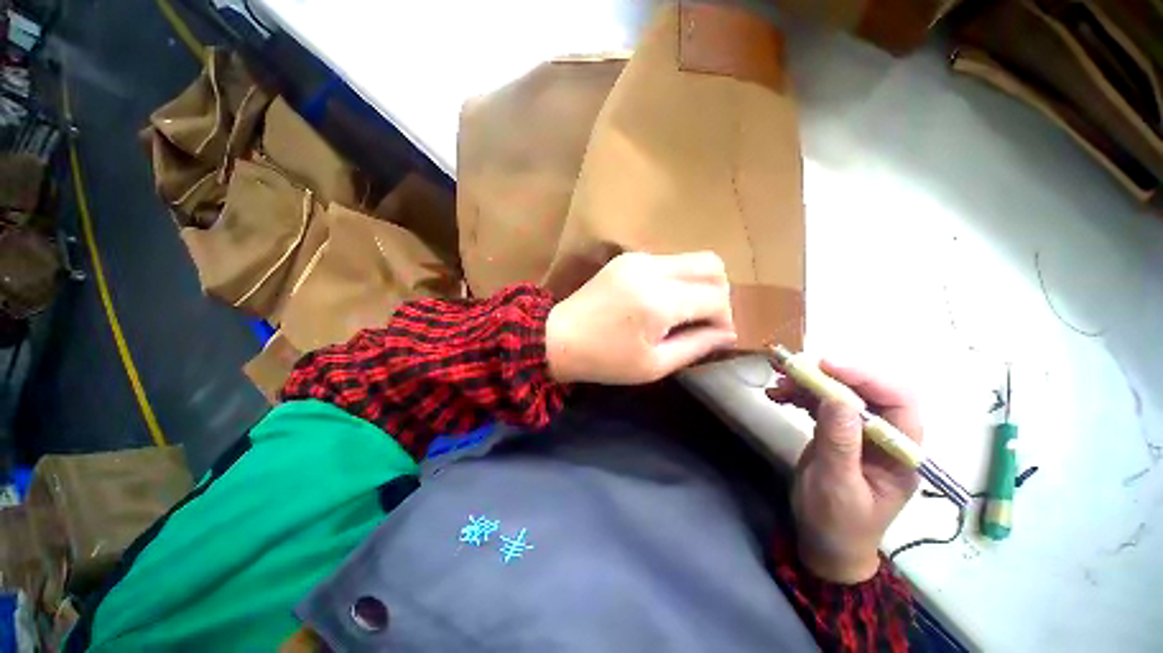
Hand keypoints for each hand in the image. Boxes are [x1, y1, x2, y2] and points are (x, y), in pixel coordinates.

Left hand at [545, 252, 736, 383]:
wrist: (559, 337)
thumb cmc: (605, 360)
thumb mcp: (654, 365)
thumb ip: (697, 346)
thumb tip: (728, 333)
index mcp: (659, 301)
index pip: (716, 298)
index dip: (724, 318)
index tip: (716, 336)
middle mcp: (652, 270)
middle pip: (712, 265)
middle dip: (719, 293)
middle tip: (705, 320)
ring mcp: (638, 258)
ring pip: (692, 259)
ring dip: (698, 284)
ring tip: (684, 312)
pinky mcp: (628, 258)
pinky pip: (669, 261)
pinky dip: (678, 279)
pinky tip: (663, 301)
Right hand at [767, 361, 921, 583]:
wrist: (824, 544)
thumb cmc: (837, 523)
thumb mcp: (837, 485)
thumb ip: (840, 443)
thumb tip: (838, 399)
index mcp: (900, 451)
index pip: (898, 401)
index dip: (867, 377)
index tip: (826, 365)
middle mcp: (884, 436)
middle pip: (866, 392)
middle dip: (829, 377)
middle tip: (793, 370)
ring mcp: (858, 434)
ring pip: (839, 395)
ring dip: (808, 384)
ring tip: (778, 383)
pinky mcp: (836, 434)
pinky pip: (820, 405)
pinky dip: (799, 396)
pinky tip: (778, 395)